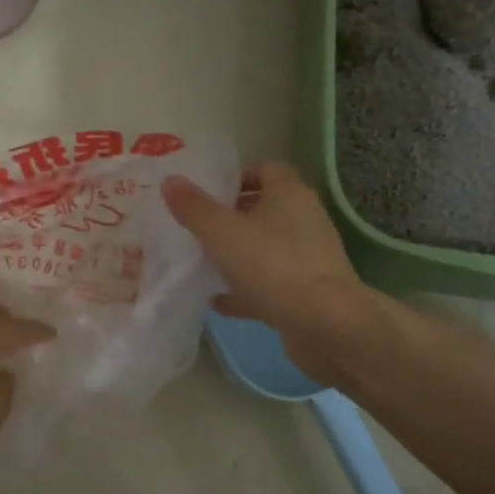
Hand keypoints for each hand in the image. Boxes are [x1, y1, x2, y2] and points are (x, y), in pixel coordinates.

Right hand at [162, 161, 367, 377]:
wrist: (324, 324)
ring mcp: (307, 259)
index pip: (266, 169)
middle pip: (265, 209)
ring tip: (202, 262)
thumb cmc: (272, 265)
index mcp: (289, 194)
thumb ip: (194, 207)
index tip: (207, 191)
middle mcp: (304, 220)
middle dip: (232, 216)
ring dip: (238, 254)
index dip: (237, 176)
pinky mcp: (305, 293)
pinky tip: (217, 302)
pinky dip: (245, 290)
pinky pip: (269, 285)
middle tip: (197, 226)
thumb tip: (171, 180)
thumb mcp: (221, 232)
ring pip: (266, 248)